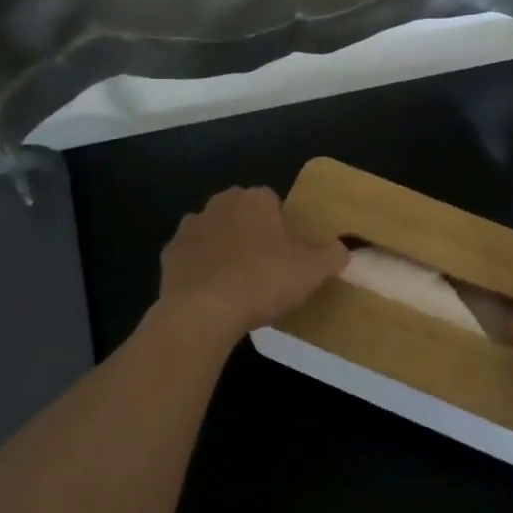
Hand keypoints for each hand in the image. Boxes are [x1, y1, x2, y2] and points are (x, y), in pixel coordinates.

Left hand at [157, 186, 348, 338]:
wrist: (203, 312)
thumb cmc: (263, 281)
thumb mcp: (312, 271)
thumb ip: (331, 255)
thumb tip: (342, 249)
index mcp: (254, 199)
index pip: (271, 200)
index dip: (281, 223)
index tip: (288, 251)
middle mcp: (219, 204)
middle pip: (240, 213)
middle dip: (251, 232)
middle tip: (266, 266)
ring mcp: (189, 228)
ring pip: (214, 233)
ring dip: (224, 249)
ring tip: (238, 283)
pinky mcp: (169, 256)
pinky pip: (192, 258)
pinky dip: (201, 270)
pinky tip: (213, 294)